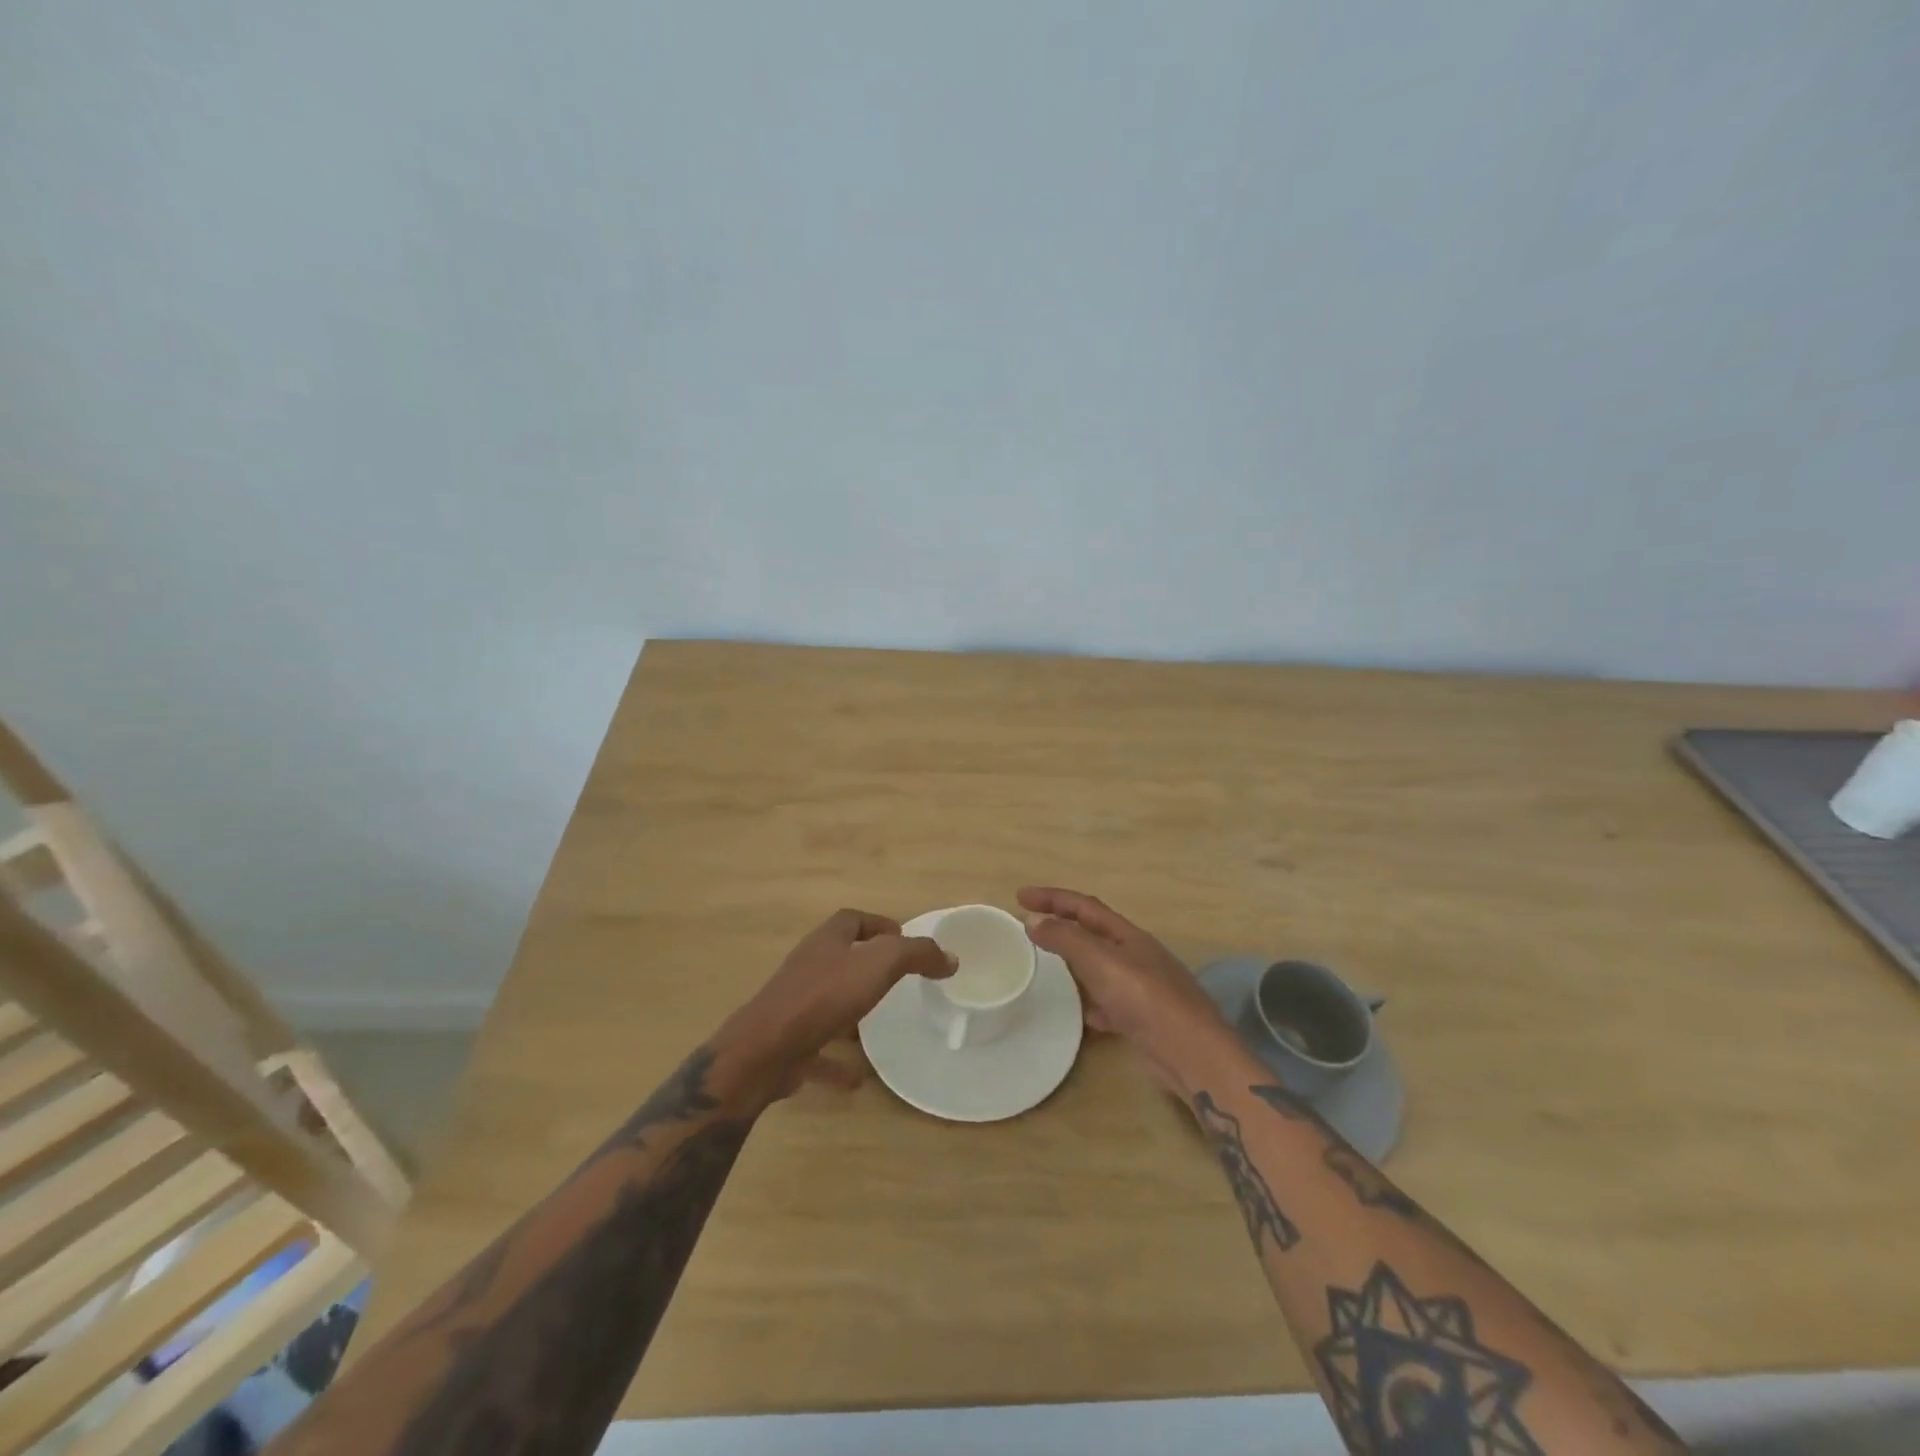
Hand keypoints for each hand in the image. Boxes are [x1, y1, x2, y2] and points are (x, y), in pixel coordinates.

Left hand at [718, 908, 954, 1103]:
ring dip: (851, 1012)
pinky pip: (819, 1049)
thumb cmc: (824, 996)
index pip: (853, 920)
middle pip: (839, 958)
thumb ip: (916, 955)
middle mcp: (808, 967)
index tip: (904, 940)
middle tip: (897, 982)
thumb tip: (949, 957)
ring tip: (879, 1027)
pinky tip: (858, 1078)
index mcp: (827, 941)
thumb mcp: (880, 964)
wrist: (765, 1050)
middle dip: (866, 967)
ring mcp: (794, 1005)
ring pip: (828, 1002)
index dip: (879, 924)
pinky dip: (838, 1061)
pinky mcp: (788, 1042)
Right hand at [1017, 885, 1229, 1088]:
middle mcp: (1136, 956)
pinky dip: (1089, 1002)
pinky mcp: (1141, 1020)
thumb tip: (1033, 920)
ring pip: (1099, 968)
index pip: (1084, 906)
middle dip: (1062, 926)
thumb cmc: (1146, 999)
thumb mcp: (1102, 962)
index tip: (1020, 896)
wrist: (1192, 1054)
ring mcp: (1141, 988)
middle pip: (1092, 933)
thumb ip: (1066, 940)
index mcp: (1128, 935)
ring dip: (1073, 963)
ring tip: (1046, 967)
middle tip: (1030, 928)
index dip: (1053, 898)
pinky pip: (1107, 1003)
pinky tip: (1077, 1013)